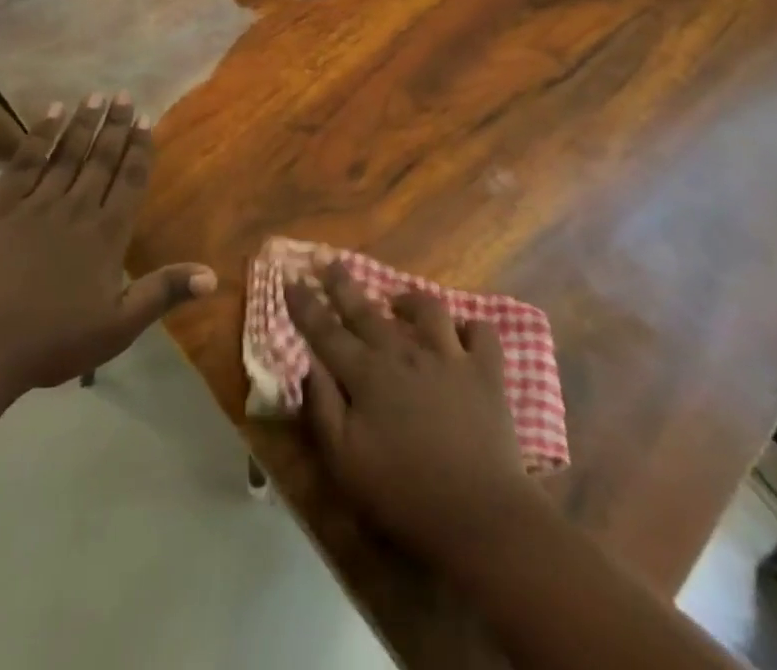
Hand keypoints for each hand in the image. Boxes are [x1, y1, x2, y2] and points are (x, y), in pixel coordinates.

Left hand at [0, 93, 215, 397]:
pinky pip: (24, 162)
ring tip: (95, 95)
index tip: (145, 119)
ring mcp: (36, 204)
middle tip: (123, 94)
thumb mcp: (118, 325)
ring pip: (66, 154)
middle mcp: (76, 208)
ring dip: (83, 123)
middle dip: (114, 126)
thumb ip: (163, 293)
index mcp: (106, 234)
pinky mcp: (0, 207)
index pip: (129, 181)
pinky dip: (39, 136)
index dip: (139, 149)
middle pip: (100, 159)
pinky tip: (50, 113)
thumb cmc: (53, 340)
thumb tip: (214, 276)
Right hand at [285, 263, 544, 564]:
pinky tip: (462, 334)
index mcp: (367, 375)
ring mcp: (448, 356)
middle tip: (331, 262)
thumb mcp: (345, 462)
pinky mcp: (485, 371)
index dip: (306, 305)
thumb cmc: (403, 494)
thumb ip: (322, 408)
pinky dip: (471, 328)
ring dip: (409, 300)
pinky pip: (481, 332)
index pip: (326, 332)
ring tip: (399, 302)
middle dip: (344, 285)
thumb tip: (307, 365)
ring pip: (427, 309)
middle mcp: (404, 353)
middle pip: (367, 310)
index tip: (291, 279)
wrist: (479, 513)